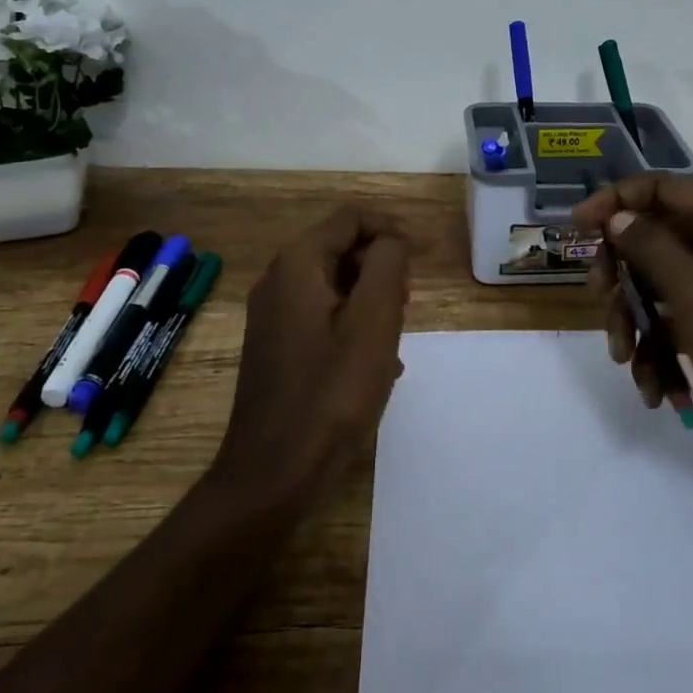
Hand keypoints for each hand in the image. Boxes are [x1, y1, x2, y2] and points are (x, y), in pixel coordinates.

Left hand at [210, 206, 411, 507]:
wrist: (273, 474)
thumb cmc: (331, 391)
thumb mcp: (374, 320)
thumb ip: (387, 264)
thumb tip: (391, 240)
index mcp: (297, 264)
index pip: (351, 219)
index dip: (391, 230)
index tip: (421, 262)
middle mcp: (277, 280)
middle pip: (341, 249)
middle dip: (380, 268)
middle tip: (406, 307)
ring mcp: (271, 316)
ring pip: (334, 285)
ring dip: (369, 301)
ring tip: (393, 340)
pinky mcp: (274, 347)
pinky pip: (321, 317)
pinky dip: (351, 326)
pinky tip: (373, 365)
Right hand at [572, 176, 692, 515]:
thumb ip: (651, 247)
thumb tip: (616, 217)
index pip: (658, 189)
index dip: (613, 202)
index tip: (577, 229)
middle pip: (651, 240)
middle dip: (621, 275)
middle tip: (602, 301)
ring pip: (658, 288)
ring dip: (636, 324)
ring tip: (629, 364)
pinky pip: (676, 324)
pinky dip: (661, 353)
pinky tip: (659, 392)